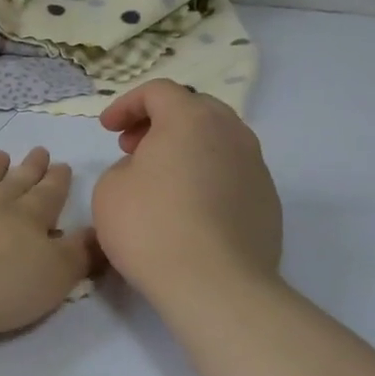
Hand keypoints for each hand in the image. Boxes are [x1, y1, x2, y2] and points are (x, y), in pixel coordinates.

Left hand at [0, 148, 99, 335]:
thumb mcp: (53, 277)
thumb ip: (78, 254)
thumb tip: (99, 231)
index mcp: (29, 218)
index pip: (49, 194)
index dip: (58, 181)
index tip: (63, 165)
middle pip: (16, 182)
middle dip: (31, 168)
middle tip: (39, 151)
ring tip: (1, 155)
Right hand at [93, 80, 282, 301]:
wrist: (214, 284)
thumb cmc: (151, 227)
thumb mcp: (109, 189)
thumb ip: (125, 166)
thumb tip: (148, 171)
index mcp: (190, 119)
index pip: (158, 92)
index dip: (127, 105)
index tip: (107, 129)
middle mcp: (231, 133)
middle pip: (195, 109)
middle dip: (160, 122)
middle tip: (133, 147)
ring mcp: (256, 166)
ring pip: (217, 142)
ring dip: (186, 150)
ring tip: (161, 179)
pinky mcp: (267, 201)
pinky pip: (231, 174)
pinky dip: (206, 177)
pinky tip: (188, 210)